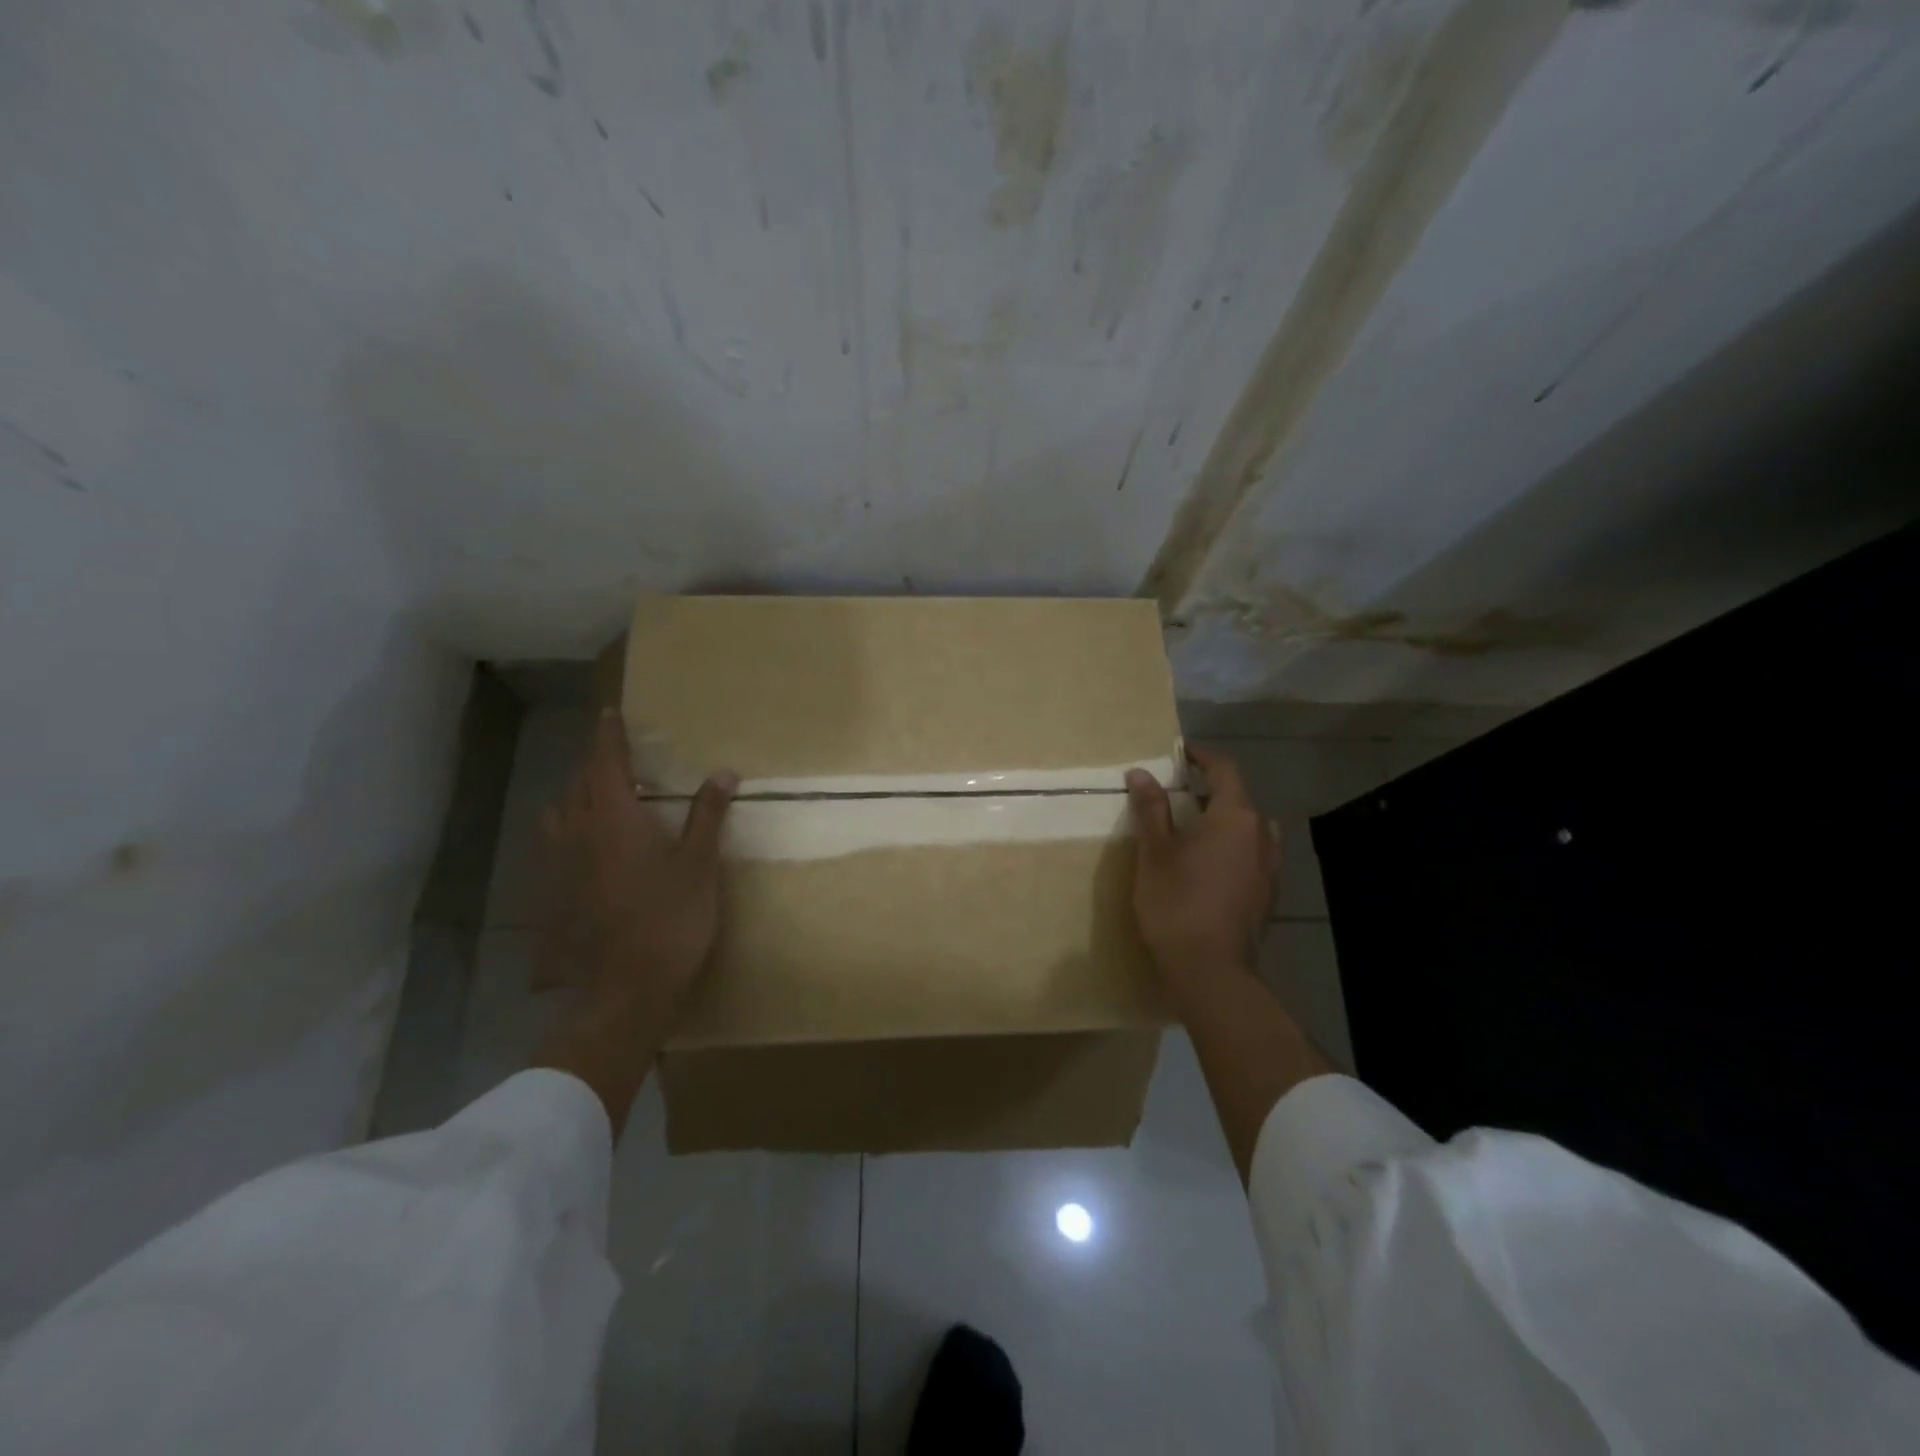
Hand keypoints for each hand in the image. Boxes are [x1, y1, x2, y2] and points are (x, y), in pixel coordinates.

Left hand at [540, 711, 736, 1014]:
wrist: (622, 991)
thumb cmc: (669, 920)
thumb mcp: (699, 865)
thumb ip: (707, 816)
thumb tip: (723, 772)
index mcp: (614, 818)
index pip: (606, 763)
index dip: (609, 736)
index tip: (610, 712)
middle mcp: (577, 833)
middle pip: (578, 784)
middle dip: (595, 765)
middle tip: (615, 758)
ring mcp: (557, 867)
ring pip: (558, 815)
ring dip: (575, 797)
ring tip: (596, 799)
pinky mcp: (549, 897)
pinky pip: (553, 848)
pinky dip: (568, 833)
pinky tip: (584, 851)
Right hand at [1125, 746, 1278, 998]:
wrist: (1212, 971)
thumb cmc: (1178, 903)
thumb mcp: (1156, 852)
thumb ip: (1152, 809)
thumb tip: (1142, 773)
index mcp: (1236, 817)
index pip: (1224, 769)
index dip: (1201, 756)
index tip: (1179, 753)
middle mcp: (1261, 836)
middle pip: (1239, 799)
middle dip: (1209, 790)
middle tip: (1176, 793)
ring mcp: (1270, 868)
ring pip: (1248, 829)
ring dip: (1223, 821)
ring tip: (1193, 830)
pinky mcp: (1267, 895)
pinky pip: (1251, 856)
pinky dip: (1231, 848)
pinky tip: (1208, 866)